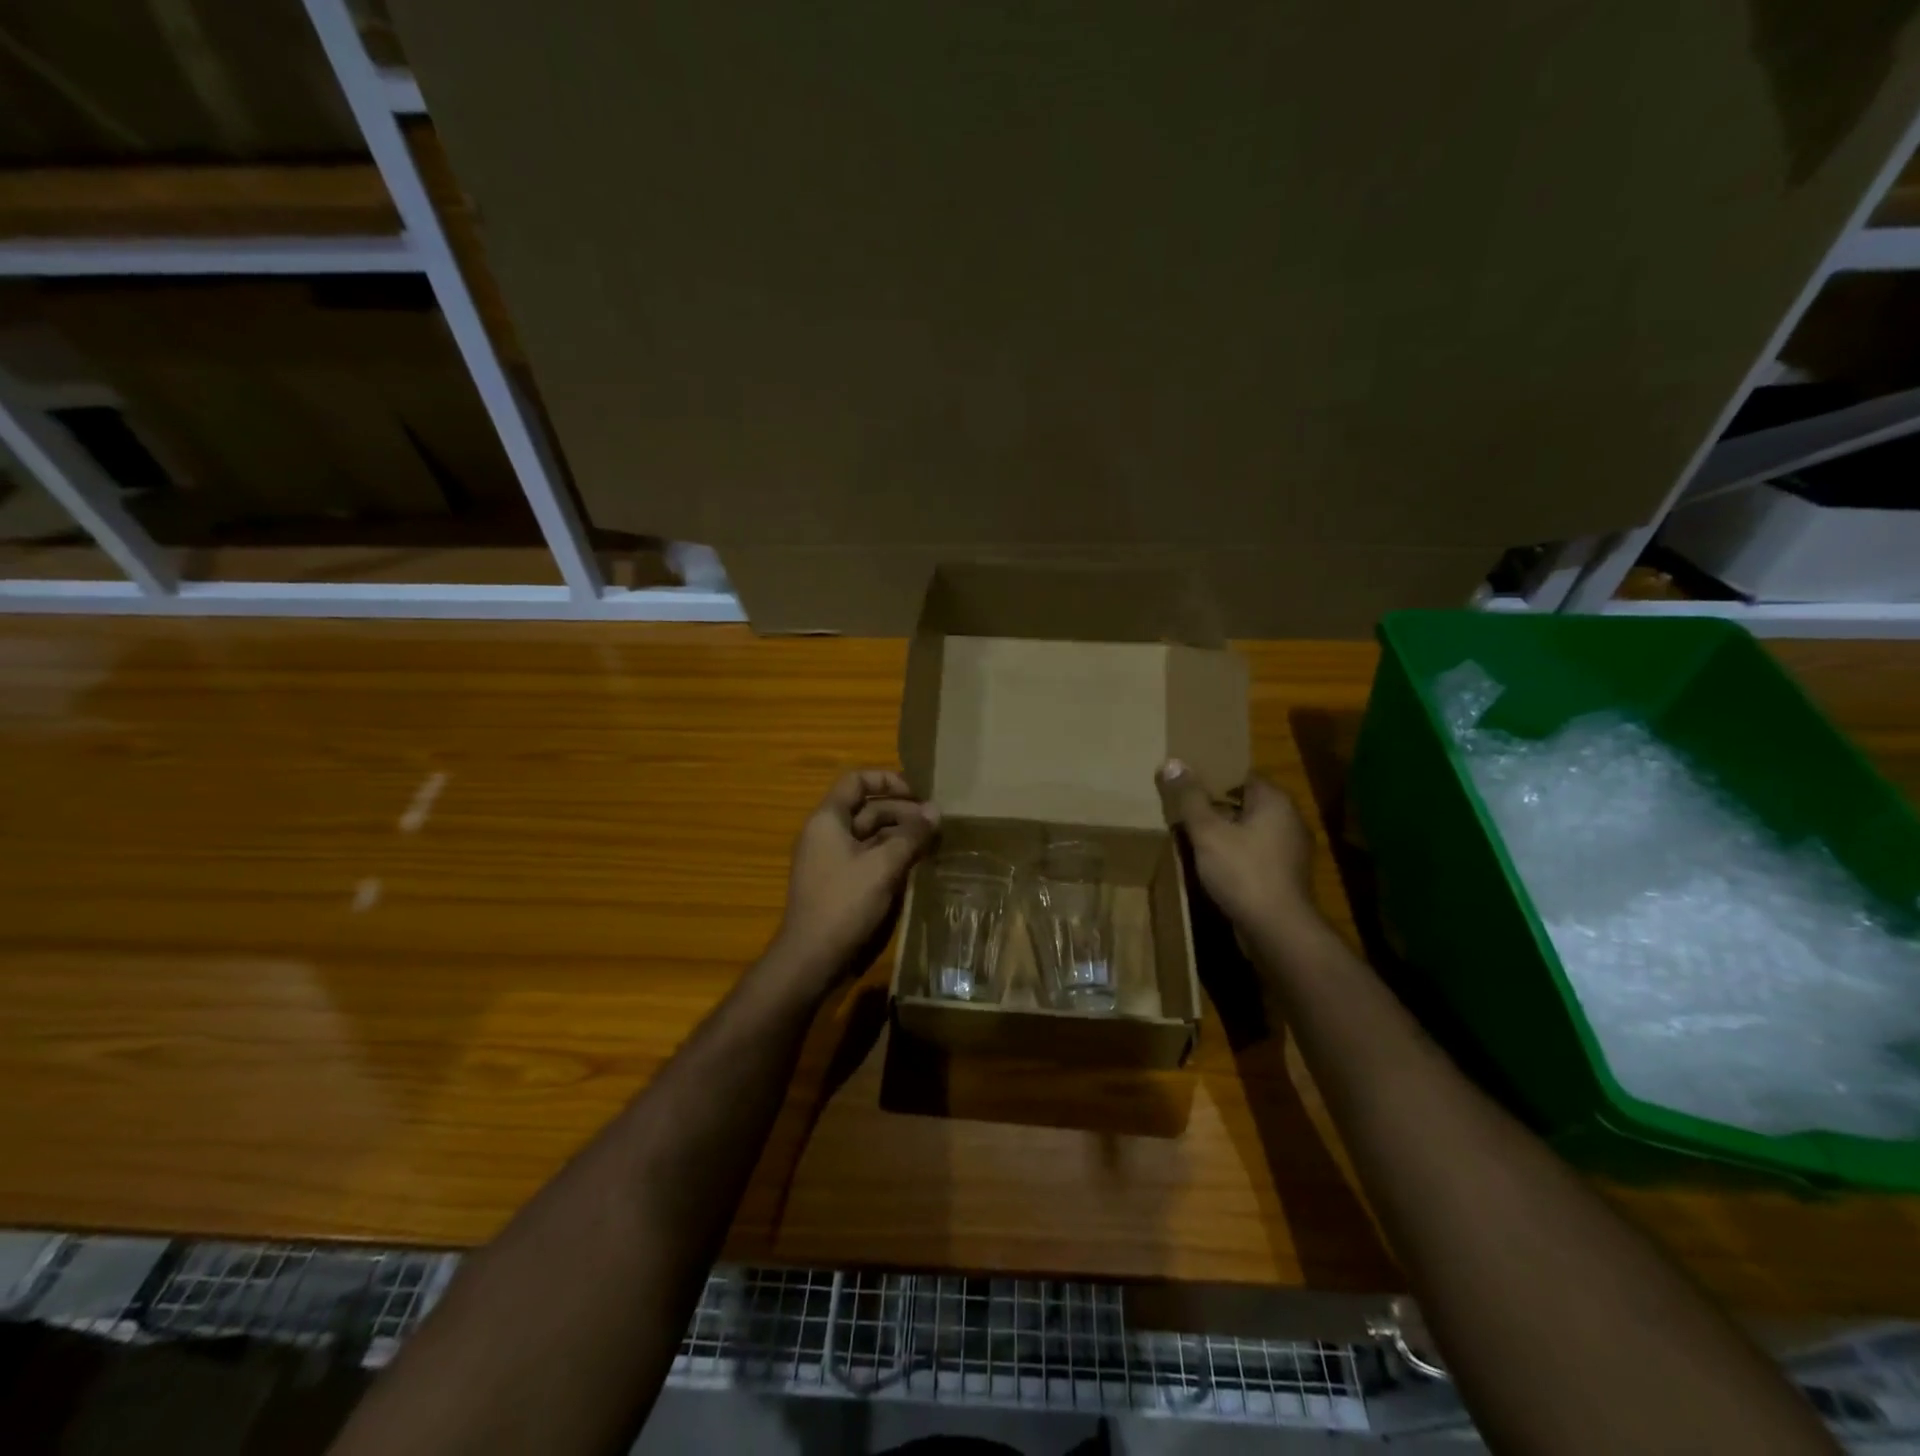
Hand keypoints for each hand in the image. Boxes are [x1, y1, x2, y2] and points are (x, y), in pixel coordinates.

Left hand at [770, 769, 939, 991]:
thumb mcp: (883, 865)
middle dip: (902, 812)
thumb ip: (911, 835)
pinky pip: (867, 858)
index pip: (857, 781)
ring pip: (870, 836)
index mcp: (828, 819)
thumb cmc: (844, 903)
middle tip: (936, 823)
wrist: (811, 958)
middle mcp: (826, 833)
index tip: (918, 793)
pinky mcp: (839, 884)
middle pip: (867, 809)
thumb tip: (936, 811)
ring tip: (932, 843)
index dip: (888, 780)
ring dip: (900, 835)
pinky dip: (890, 856)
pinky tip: (915, 865)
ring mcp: (831, 860)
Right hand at [1156, 759, 1317, 936]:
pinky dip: (1234, 853)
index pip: (1242, 774)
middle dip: (1215, 805)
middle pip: (1245, 801)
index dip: (1213, 776)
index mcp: (1275, 801)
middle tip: (1182, 808)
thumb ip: (1190, 797)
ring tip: (1191, 835)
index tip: (1186, 782)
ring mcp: (1290, 849)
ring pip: (1249, 829)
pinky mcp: (1285, 874)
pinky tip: (1212, 863)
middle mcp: (1289, 819)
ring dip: (1224, 831)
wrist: (1277, 929)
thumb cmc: (1242, 872)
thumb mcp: (1207, 832)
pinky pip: (1254, 852)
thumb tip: (1173, 762)